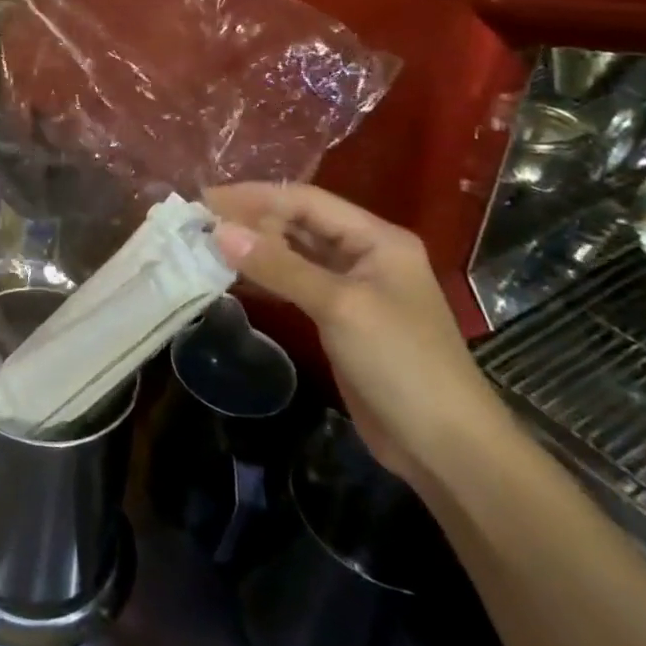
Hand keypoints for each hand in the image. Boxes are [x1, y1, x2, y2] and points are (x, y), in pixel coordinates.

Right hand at [204, 182, 507, 486]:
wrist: (446, 448)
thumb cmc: (401, 364)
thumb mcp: (339, 307)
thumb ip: (279, 265)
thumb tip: (219, 231)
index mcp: (377, 239)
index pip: (306, 200)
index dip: (255, 196)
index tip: (206, 200)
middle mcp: (365, 254)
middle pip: (300, 223)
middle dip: (251, 220)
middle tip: (199, 225)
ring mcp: (353, 288)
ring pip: (295, 253)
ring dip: (255, 249)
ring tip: (206, 245)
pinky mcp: (340, 319)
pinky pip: (295, 284)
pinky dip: (265, 277)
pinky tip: (233, 277)